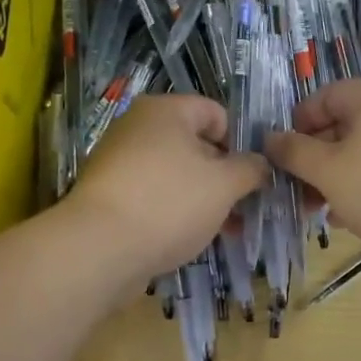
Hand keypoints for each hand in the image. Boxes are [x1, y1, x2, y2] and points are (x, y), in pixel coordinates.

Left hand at [65, 94, 267, 290]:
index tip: (254, 176)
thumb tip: (262, 164)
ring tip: (226, 231)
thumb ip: (250, 169)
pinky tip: (192, 239)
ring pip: (176, 174)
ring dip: (204, 199)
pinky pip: (154, 196)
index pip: (216, 113)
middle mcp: (138, 127)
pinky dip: (175, 212)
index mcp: (165, 110)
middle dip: (224, 176)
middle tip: (246, 208)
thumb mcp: (224, 185)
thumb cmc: (169, 203)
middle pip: (195, 145)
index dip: (241, 142)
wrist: (98, 249)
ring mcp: (120, 162)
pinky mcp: (110, 196)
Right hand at [266, 79, 360, 286]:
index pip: (323, 97)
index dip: (296, 124)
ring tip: (315, 210)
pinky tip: (346, 219)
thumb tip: (270, 138)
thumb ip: (294, 152)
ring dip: (334, 179)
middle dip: (313, 158)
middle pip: (342, 126)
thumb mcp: (329, 170)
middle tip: (293, 190)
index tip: (279, 157)